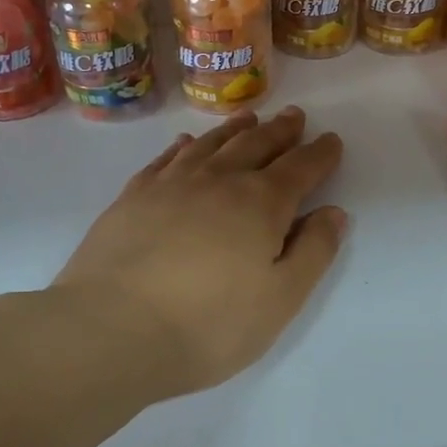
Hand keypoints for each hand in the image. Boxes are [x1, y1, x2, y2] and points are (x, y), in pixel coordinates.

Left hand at [50, 106, 346, 397]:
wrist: (111, 330)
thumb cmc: (209, 324)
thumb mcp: (281, 299)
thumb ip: (313, 252)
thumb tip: (334, 213)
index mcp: (261, 204)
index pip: (300, 168)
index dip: (320, 154)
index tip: (332, 140)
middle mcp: (218, 181)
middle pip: (256, 145)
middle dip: (280, 131)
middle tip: (294, 117)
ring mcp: (171, 184)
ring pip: (211, 145)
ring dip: (235, 129)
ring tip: (249, 118)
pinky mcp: (132, 197)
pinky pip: (166, 159)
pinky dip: (184, 147)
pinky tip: (186, 144)